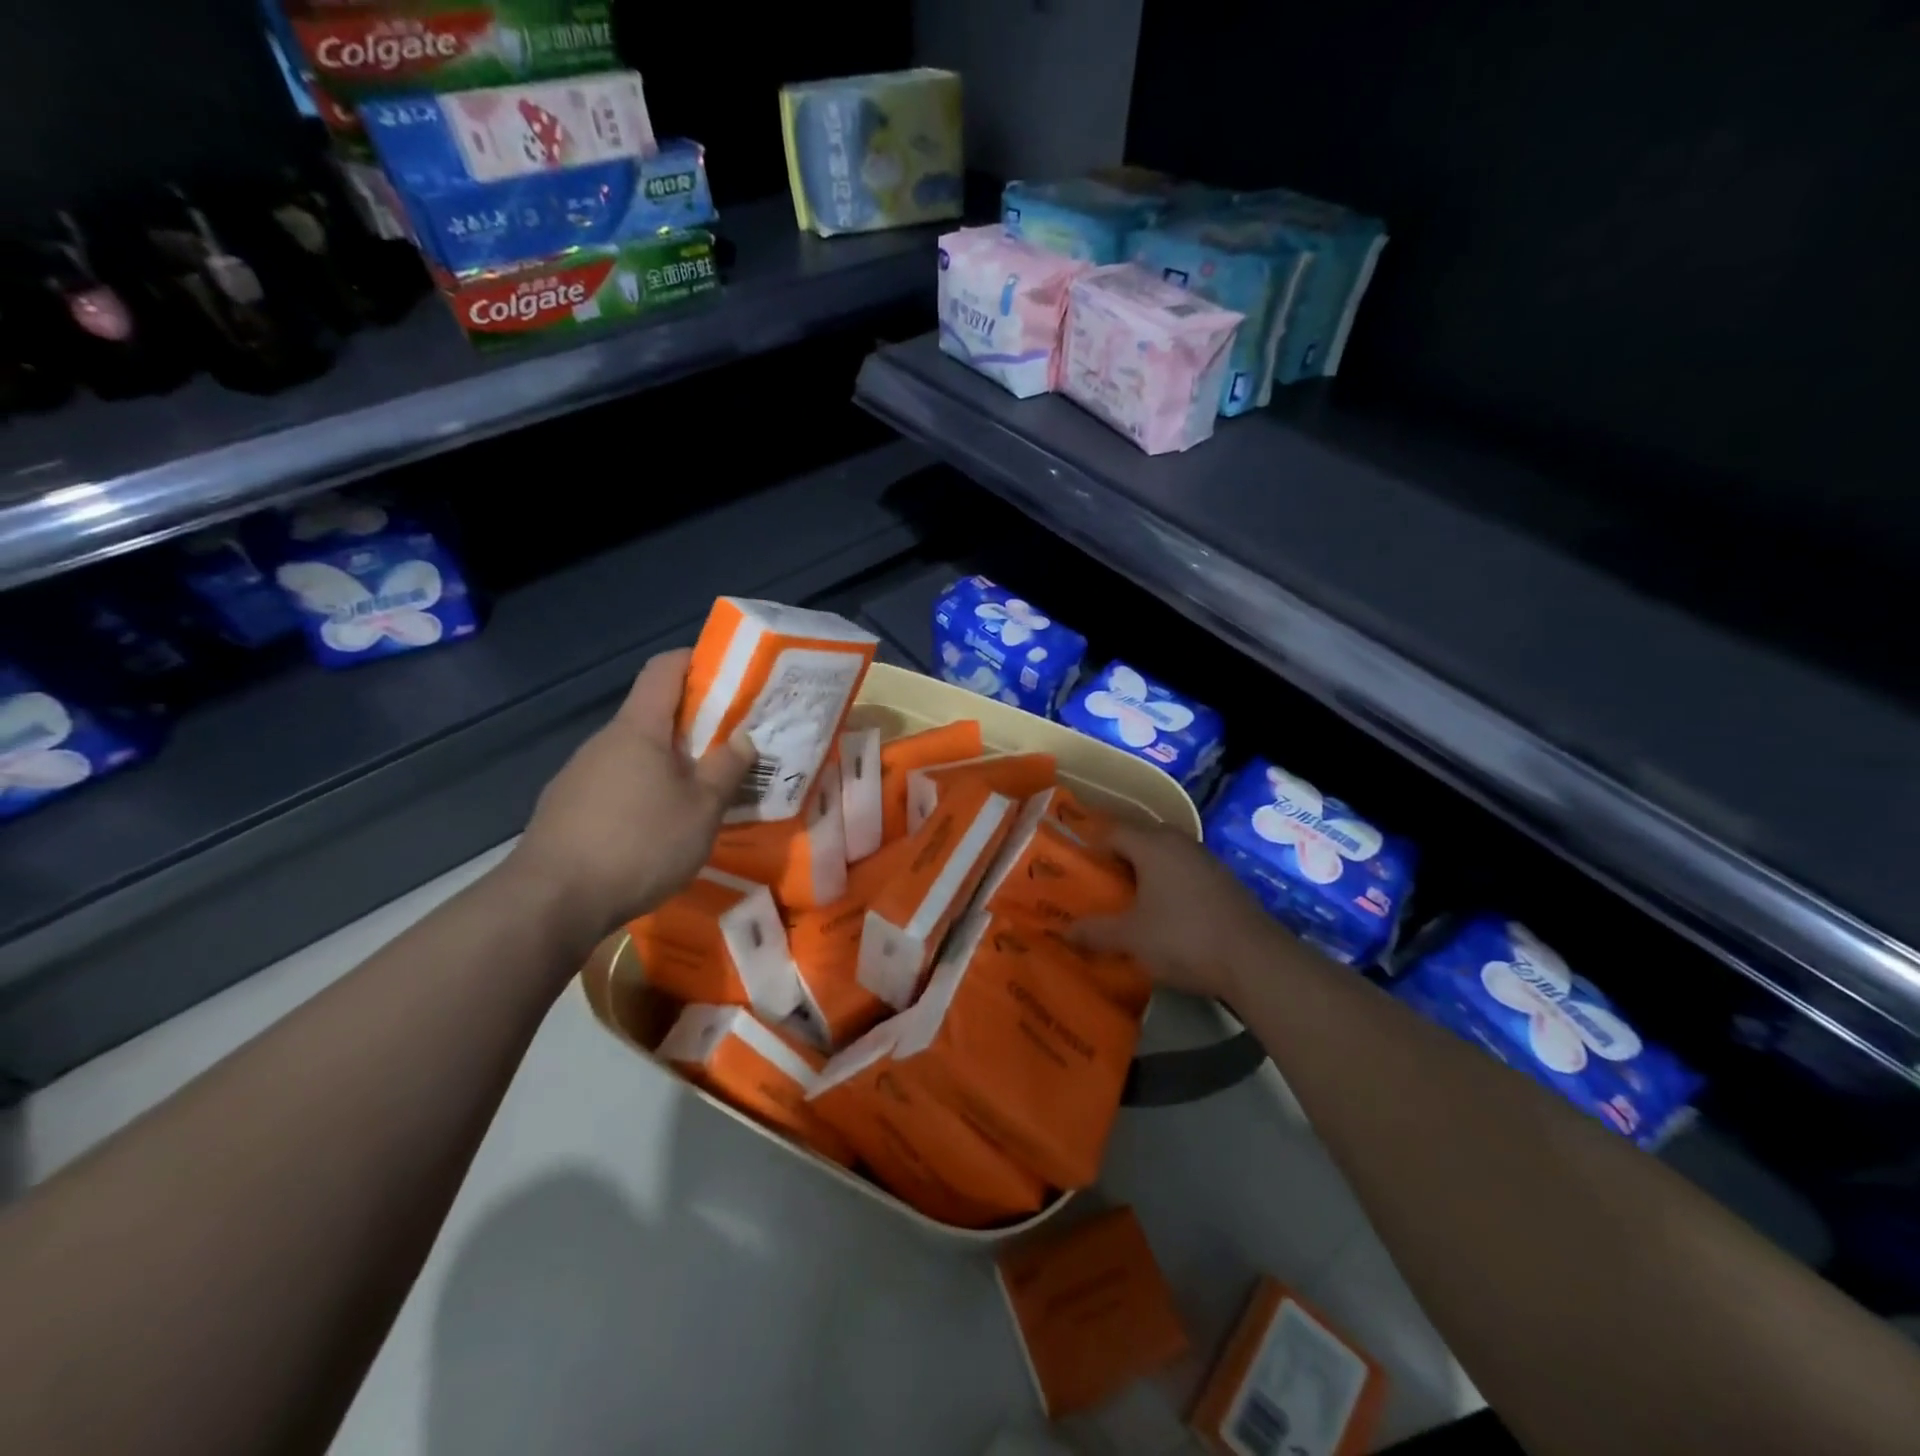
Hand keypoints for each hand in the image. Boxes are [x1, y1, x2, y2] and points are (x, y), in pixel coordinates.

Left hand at [506, 649, 752, 939]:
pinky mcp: (566, 808)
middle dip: (693, 724)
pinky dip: (643, 792)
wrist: (551, 902)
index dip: (696, 661)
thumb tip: (742, 739)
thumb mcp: (702, 809)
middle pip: (652, 715)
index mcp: (639, 729)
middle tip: (730, 747)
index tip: (729, 674)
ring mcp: (579, 775)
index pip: (664, 669)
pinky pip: (615, 785)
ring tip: (699, 795)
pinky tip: (656, 829)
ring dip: (668, 764)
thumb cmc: (639, 843)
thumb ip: (726, 769)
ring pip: (634, 754)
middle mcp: (604, 742)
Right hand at [1071, 822, 1282, 1000]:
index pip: (1113, 831)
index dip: (1091, 843)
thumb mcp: (1131, 938)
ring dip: (1148, 870)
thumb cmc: (1183, 938)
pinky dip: (1171, 883)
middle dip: (1120, 855)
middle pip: (1142, 838)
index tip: (1075, 862)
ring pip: (1167, 855)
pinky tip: (1166, 911)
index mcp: (1153, 845)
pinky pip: (1187, 872)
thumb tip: (1063, 931)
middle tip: (1100, 878)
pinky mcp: (1226, 882)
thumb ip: (1095, 932)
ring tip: (1130, 896)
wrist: (1255, 960)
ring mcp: (1208, 861)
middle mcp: (1180, 843)